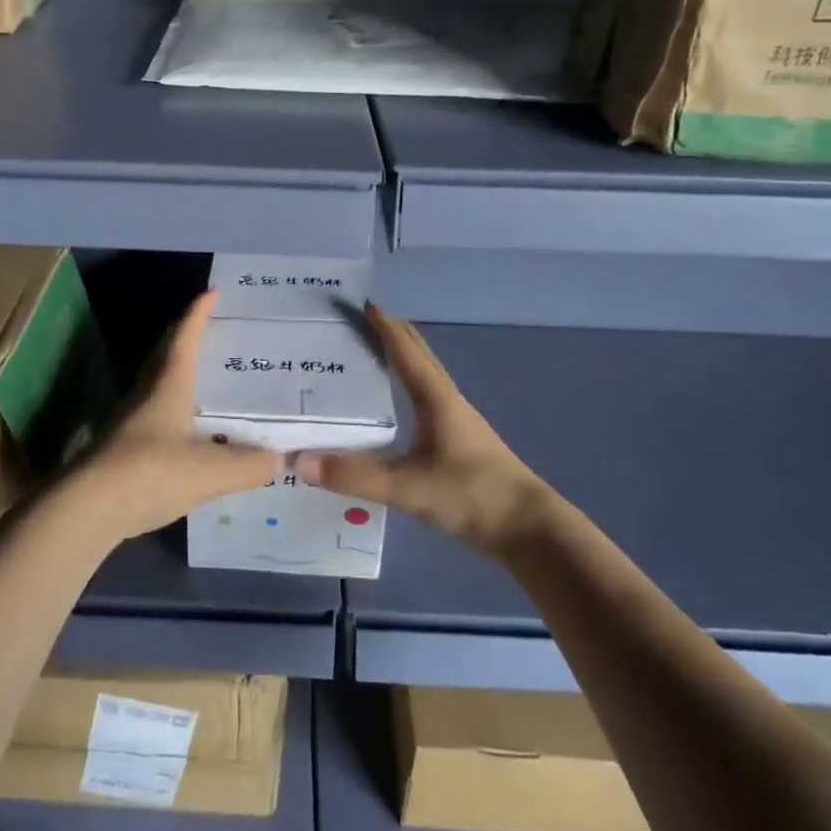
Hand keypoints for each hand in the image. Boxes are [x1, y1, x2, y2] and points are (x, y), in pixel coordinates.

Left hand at [70, 292, 280, 542]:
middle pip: (165, 354)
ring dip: (176, 372)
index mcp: (168, 385)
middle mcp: (146, 394)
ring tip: (202, 375)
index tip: (212, 292)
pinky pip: (152, 414)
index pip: (185, 338)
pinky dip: (171, 408)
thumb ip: (248, 466)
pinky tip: (185, 429)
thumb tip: (279, 460)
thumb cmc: (150, 473)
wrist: (86, 509)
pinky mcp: (121, 449)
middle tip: (209, 328)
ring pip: (156, 383)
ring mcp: (130, 421)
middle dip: (185, 336)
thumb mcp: (210, 471)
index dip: (198, 314)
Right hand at [296, 302, 554, 555]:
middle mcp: (446, 399)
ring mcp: (456, 419)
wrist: (530, 529)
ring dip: (399, 356)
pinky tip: (392, 403)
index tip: (357, 301)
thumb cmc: (473, 496)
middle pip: (417, 353)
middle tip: (354, 321)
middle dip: (389, 331)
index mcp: (435, 397)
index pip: (404, 348)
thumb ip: (355, 476)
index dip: (382, 323)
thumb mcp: (409, 488)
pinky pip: (426, 396)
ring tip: (365, 355)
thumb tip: (299, 460)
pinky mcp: (459, 439)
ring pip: (424, 374)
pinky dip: (406, 383)